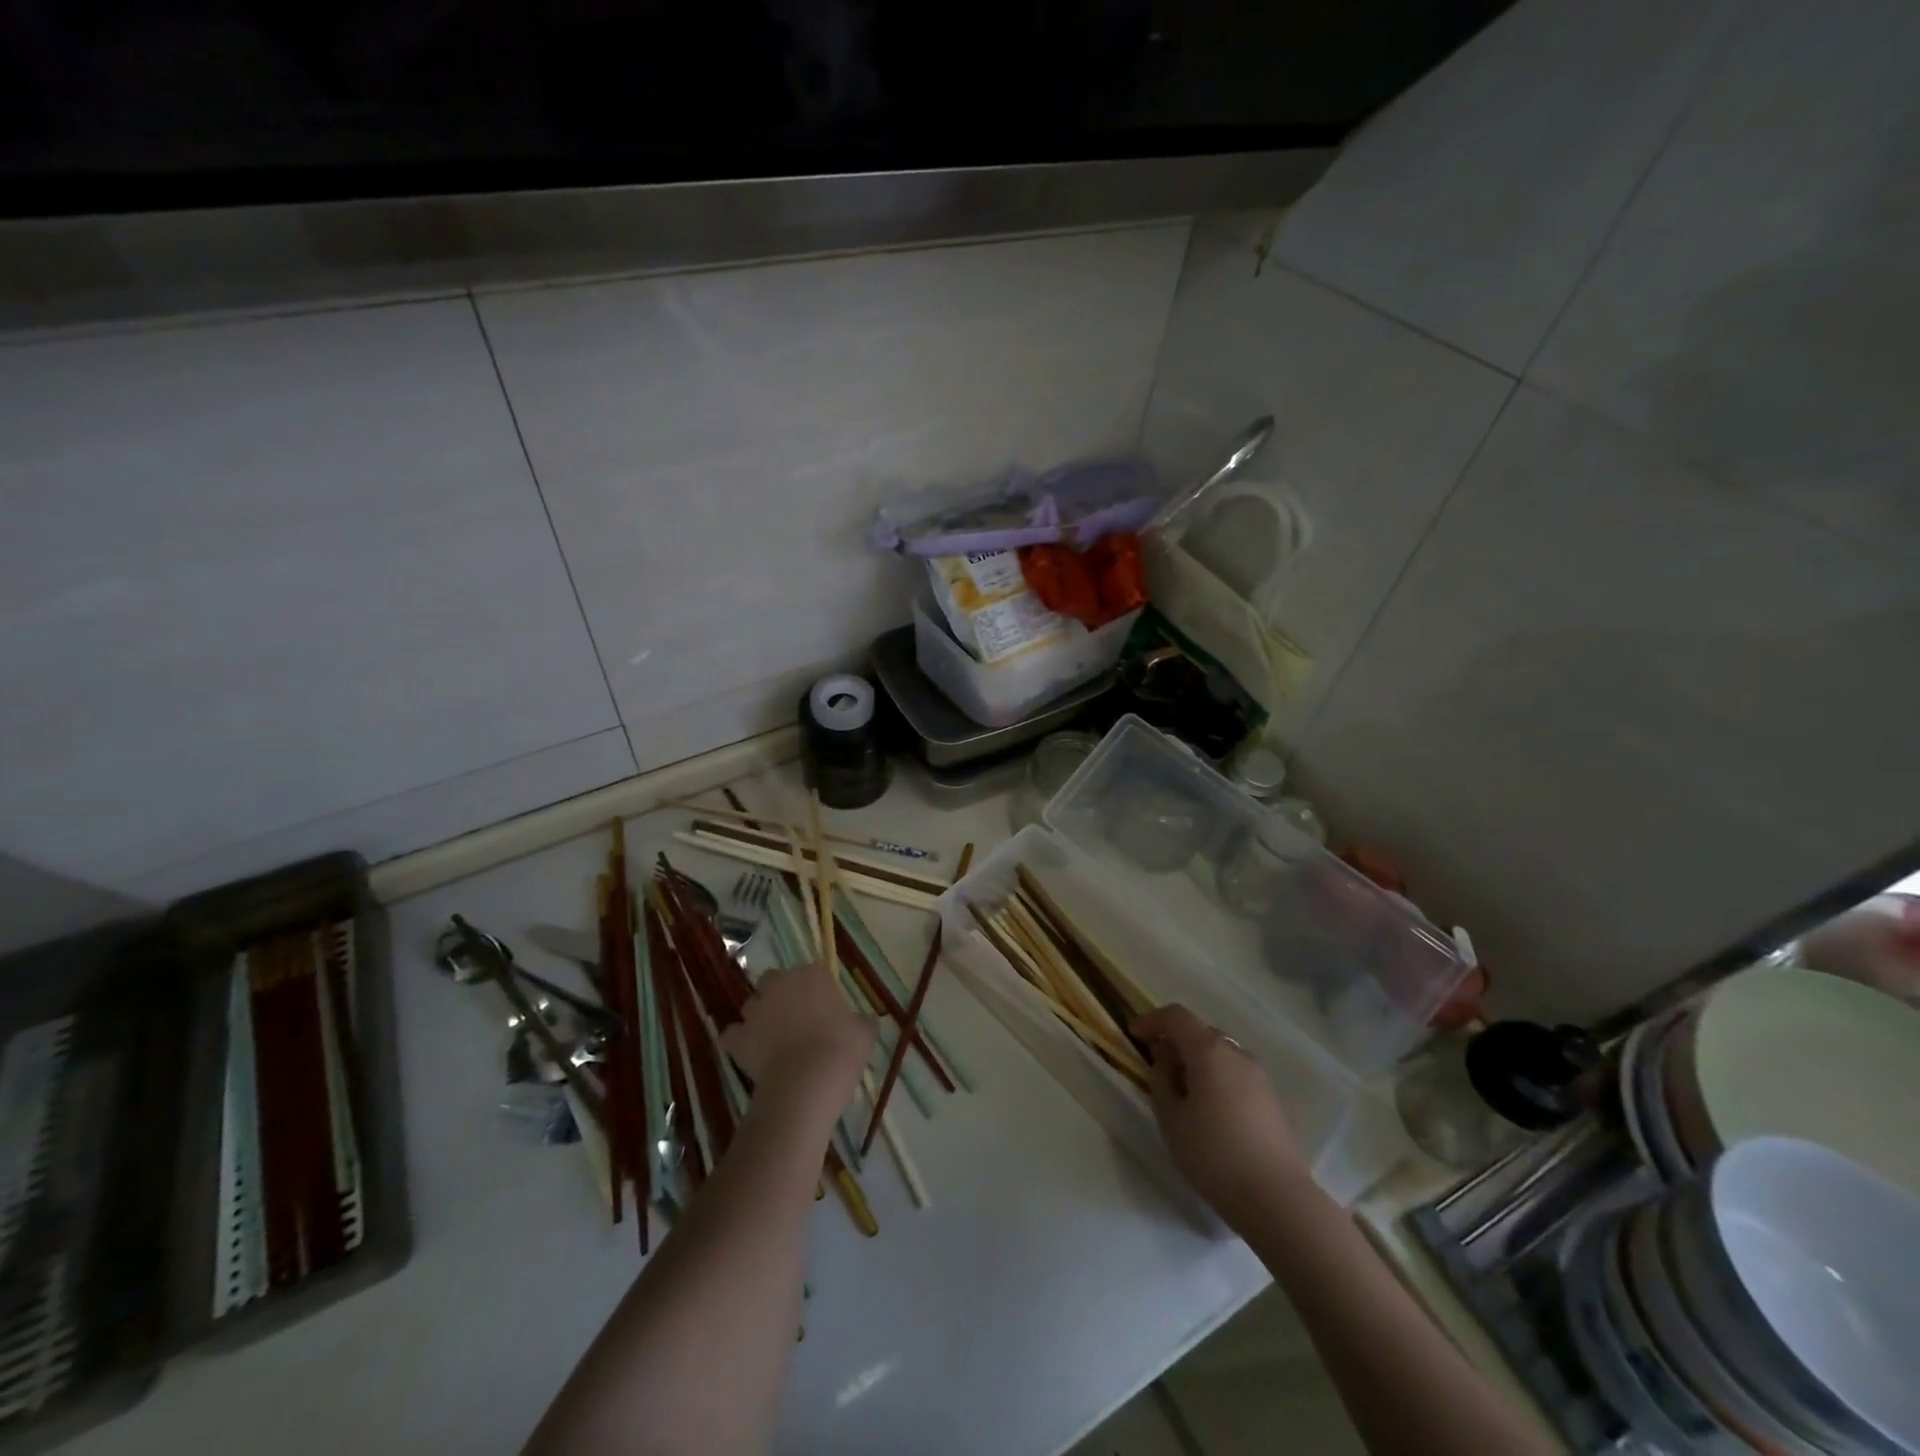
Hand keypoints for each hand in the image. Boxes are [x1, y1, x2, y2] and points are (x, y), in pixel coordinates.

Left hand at [721, 961, 874, 1112]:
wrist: (805, 1083)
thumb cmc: (841, 1049)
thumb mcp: (865, 1033)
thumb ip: (862, 1022)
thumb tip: (866, 1021)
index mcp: (812, 975)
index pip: (812, 972)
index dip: (816, 989)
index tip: (823, 1008)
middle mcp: (780, 985)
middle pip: (774, 980)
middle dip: (779, 994)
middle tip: (795, 1018)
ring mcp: (756, 1010)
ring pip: (752, 1005)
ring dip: (759, 1016)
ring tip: (773, 1039)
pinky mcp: (738, 1038)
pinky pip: (733, 1034)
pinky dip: (739, 1041)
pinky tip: (751, 1054)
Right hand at [1133, 1004, 1308, 1228]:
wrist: (1277, 1199)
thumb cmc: (1214, 1155)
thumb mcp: (1171, 1118)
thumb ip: (1162, 1079)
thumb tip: (1166, 1058)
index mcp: (1210, 1051)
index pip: (1176, 1016)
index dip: (1152, 1020)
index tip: (1133, 1034)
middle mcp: (1237, 1053)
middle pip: (1200, 1032)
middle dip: (1175, 1040)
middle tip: (1156, 1064)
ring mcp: (1259, 1075)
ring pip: (1220, 1053)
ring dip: (1197, 1060)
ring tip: (1181, 1090)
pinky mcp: (1272, 1099)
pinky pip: (1235, 1073)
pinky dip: (1216, 1076)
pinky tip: (1209, 1108)